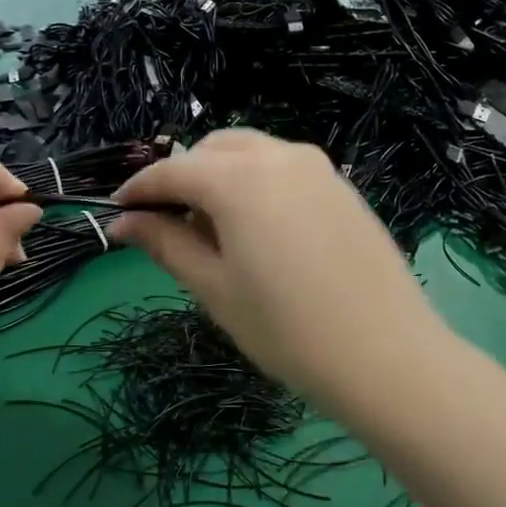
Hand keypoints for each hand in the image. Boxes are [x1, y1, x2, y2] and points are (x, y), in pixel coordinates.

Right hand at [112, 130, 452, 421]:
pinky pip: (284, 168)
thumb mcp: (215, 289)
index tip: (118, 212)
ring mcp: (318, 167)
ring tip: (214, 229)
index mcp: (239, 178)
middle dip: (183, 178)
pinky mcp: (343, 185)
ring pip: (251, 153)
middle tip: (169, 225)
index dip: (140, 190)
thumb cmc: (288, 330)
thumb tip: (124, 222)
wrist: (388, 356)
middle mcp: (279, 155)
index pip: (173, 171)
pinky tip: (260, 229)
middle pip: (213, 150)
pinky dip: (257, 183)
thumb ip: (166, 243)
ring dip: (220, 177)